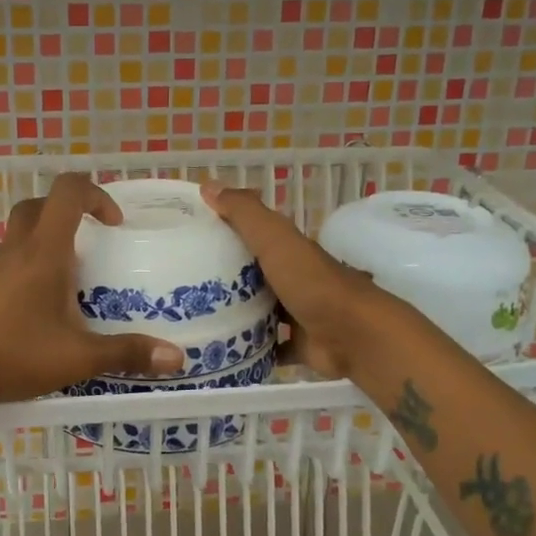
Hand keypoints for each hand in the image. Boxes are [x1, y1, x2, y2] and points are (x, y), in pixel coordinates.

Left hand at [0, 174, 184, 416]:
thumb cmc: (11, 354)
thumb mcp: (76, 357)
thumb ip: (126, 354)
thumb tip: (177, 359)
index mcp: (43, 252)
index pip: (68, 192)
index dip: (96, 194)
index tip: (114, 223)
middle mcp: (15, 251)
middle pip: (39, 207)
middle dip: (69, 214)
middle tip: (91, 245)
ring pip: (20, 237)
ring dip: (47, 245)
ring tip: (70, 286)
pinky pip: (7, 265)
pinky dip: (27, 272)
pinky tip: (37, 313)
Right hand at [199, 182, 382, 380]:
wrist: (352, 336)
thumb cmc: (311, 283)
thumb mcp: (275, 239)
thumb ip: (244, 213)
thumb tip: (208, 185)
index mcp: (288, 251)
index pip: (251, 236)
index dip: (223, 234)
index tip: (187, 240)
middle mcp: (293, 279)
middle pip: (253, 275)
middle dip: (224, 278)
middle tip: (182, 285)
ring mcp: (297, 314)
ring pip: (260, 311)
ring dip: (235, 314)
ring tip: (194, 320)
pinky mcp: (299, 345)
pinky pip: (270, 346)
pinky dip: (251, 348)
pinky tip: (222, 350)